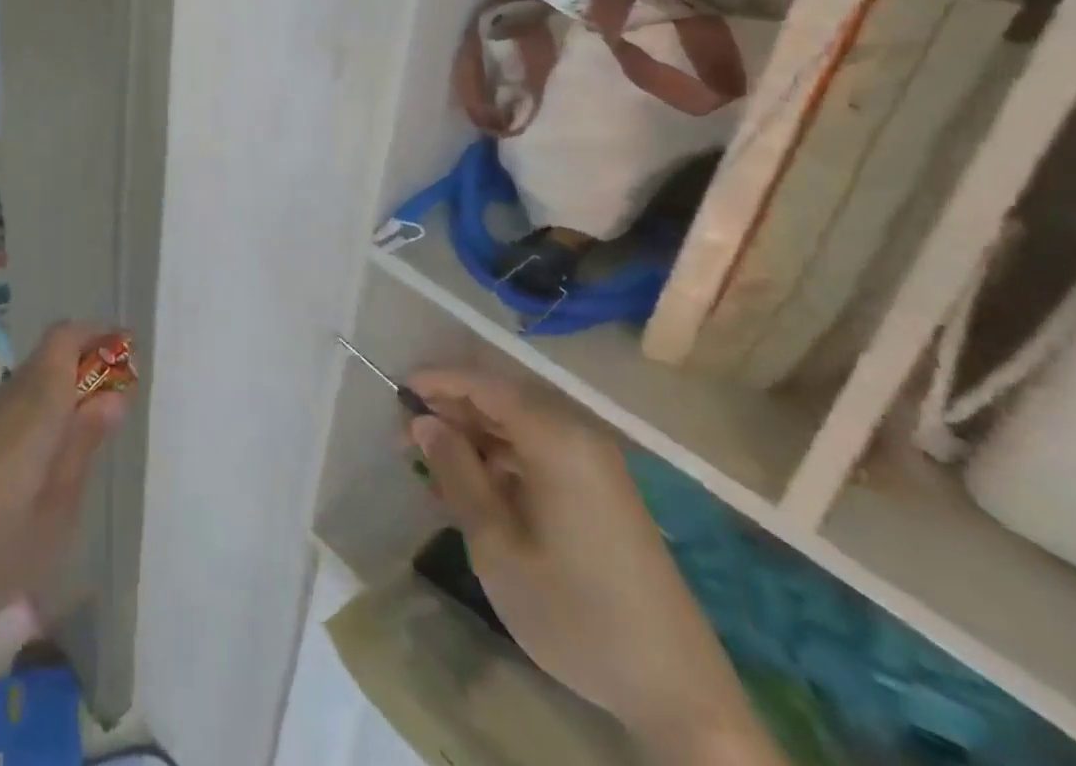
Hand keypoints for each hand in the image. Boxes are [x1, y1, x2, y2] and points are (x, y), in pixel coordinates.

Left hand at [0, 321, 128, 644]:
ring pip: (32, 382)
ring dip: (64, 392)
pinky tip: (43, 468)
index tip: (128, 353)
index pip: (66, 337)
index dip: (99, 334)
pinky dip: (41, 415)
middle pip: (51, 355)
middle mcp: (7, 397)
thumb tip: (114, 395)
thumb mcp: (54, 512)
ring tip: (86, 442)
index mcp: (35, 404)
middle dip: (87, 365)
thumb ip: (83, 446)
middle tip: (117, 406)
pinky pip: (14, 408)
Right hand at [405, 370, 777, 762]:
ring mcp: (595, 466)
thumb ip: (456, 472)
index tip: (396, 393)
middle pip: (502, 401)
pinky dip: (501, 463)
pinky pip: (539, 455)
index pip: (484, 384)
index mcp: (556, 438)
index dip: (438, 382)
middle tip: (406, 438)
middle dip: (451, 412)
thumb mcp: (497, 545)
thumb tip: (425, 422)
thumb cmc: (575, 612)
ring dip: (473, 440)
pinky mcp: (603, 494)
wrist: (679, 695)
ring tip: (432, 469)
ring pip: (518, 429)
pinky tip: (473, 492)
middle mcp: (578, 437)